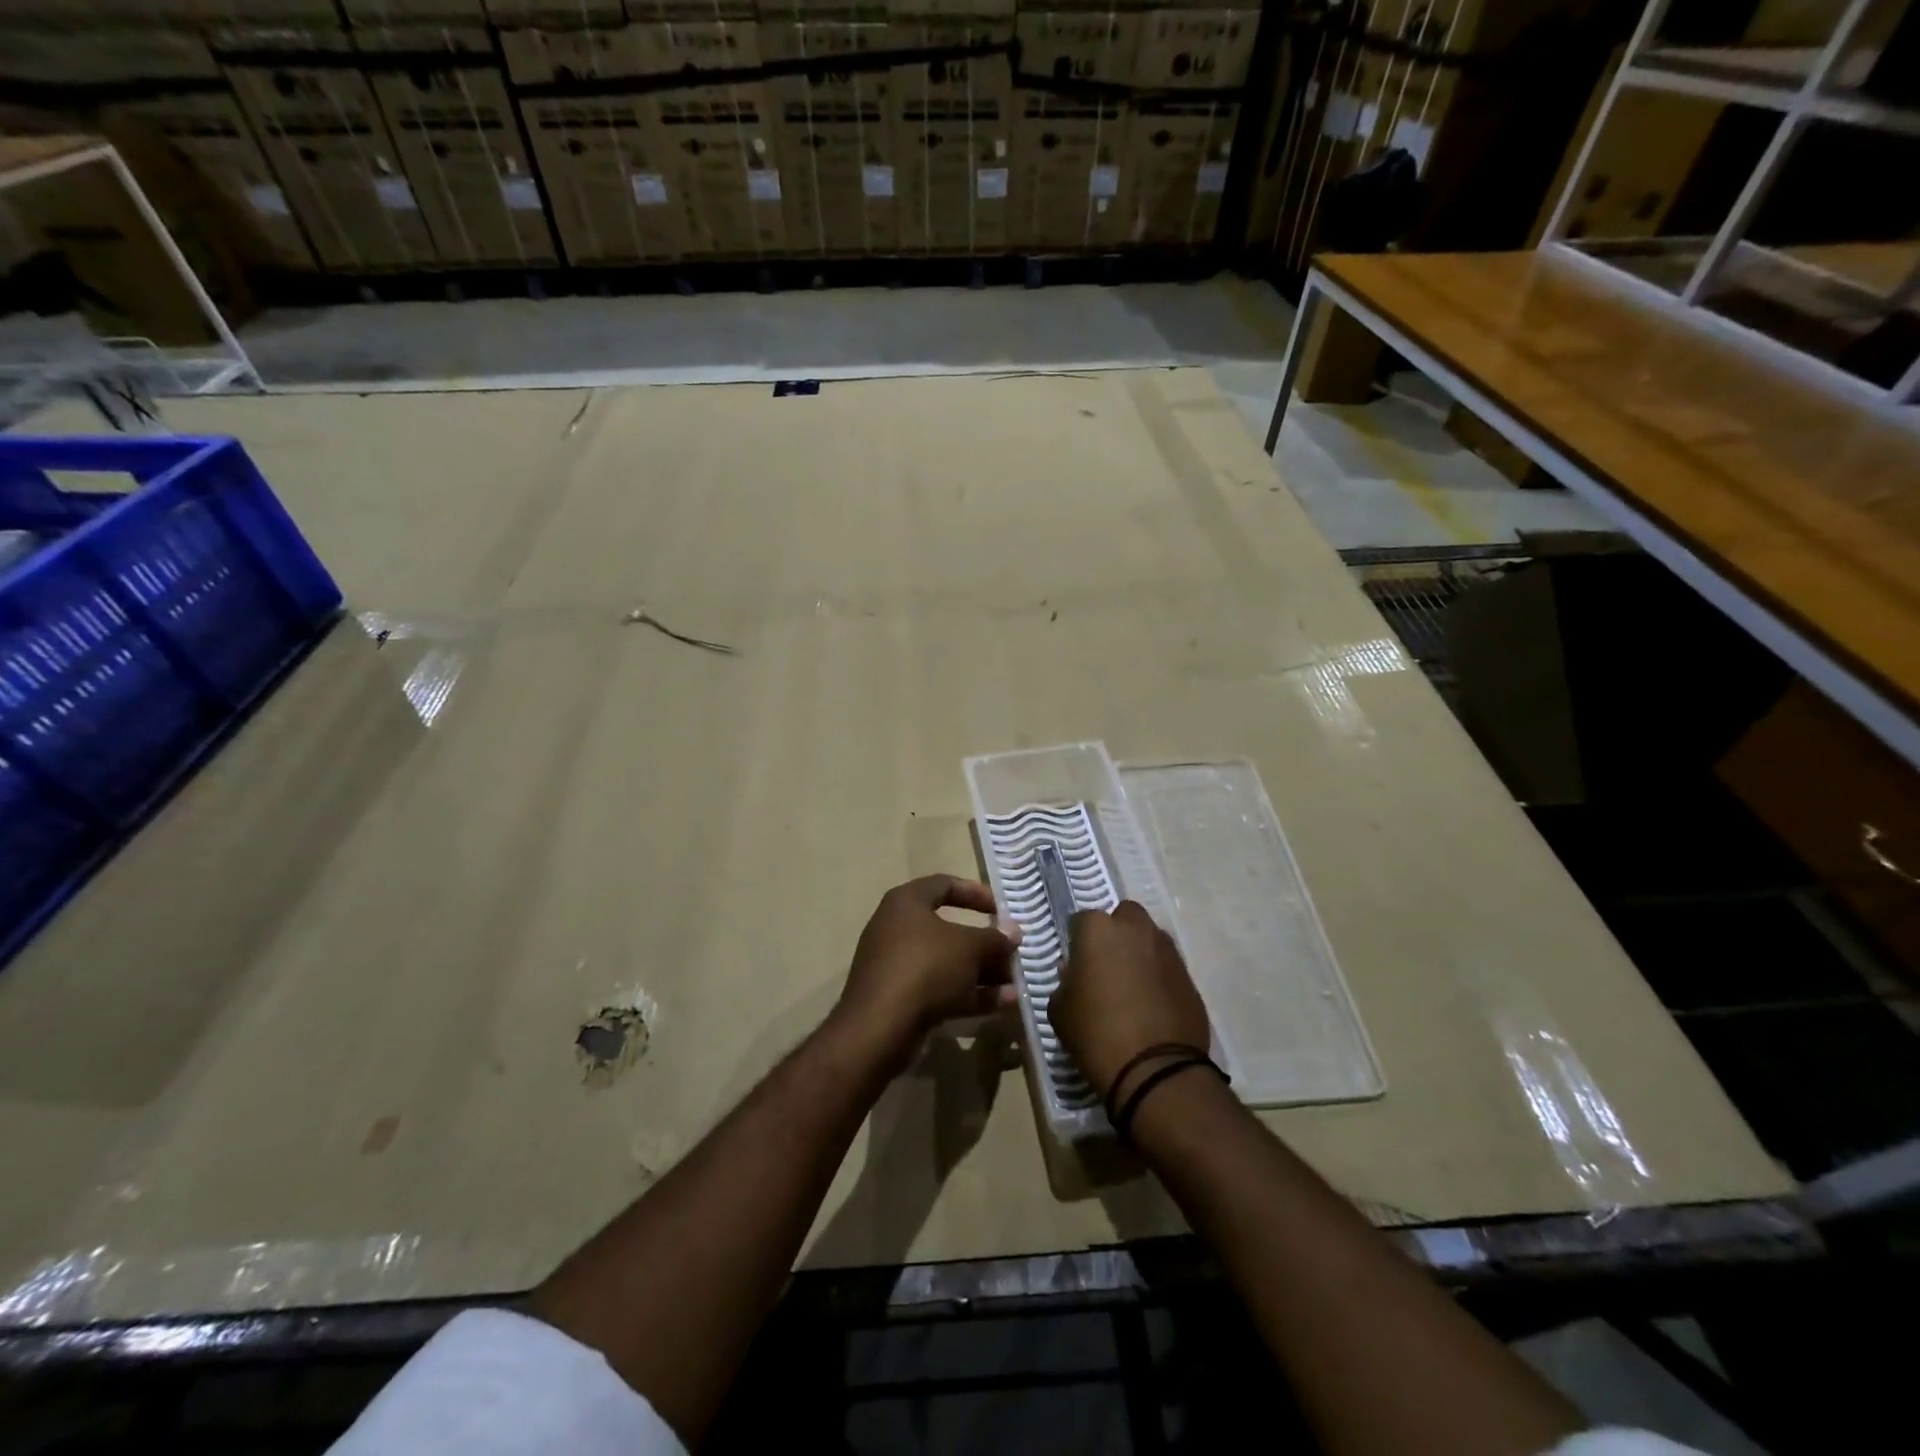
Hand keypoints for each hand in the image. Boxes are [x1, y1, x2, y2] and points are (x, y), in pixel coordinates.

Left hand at [833, 876, 1019, 1072]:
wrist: (879, 1028)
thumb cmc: (926, 968)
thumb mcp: (969, 947)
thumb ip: (995, 938)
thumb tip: (1013, 932)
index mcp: (906, 903)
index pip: (944, 885)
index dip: (976, 893)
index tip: (1003, 910)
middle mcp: (898, 928)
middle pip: (949, 929)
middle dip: (985, 943)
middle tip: (1012, 953)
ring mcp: (897, 965)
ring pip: (948, 963)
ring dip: (983, 972)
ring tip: (1016, 984)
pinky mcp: (900, 998)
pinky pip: (941, 989)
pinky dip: (970, 994)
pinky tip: (1005, 1004)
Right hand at [1050, 901, 1210, 1099]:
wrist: (1155, 1072)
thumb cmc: (1096, 1034)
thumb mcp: (1060, 1010)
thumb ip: (1065, 981)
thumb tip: (1075, 973)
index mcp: (1098, 929)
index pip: (1081, 920)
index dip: (1077, 941)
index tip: (1076, 965)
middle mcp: (1135, 928)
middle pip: (1123, 917)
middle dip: (1115, 934)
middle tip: (1106, 966)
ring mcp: (1167, 950)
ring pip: (1149, 938)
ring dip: (1139, 952)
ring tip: (1132, 986)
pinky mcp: (1189, 975)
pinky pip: (1168, 965)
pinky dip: (1159, 976)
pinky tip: (1152, 1004)